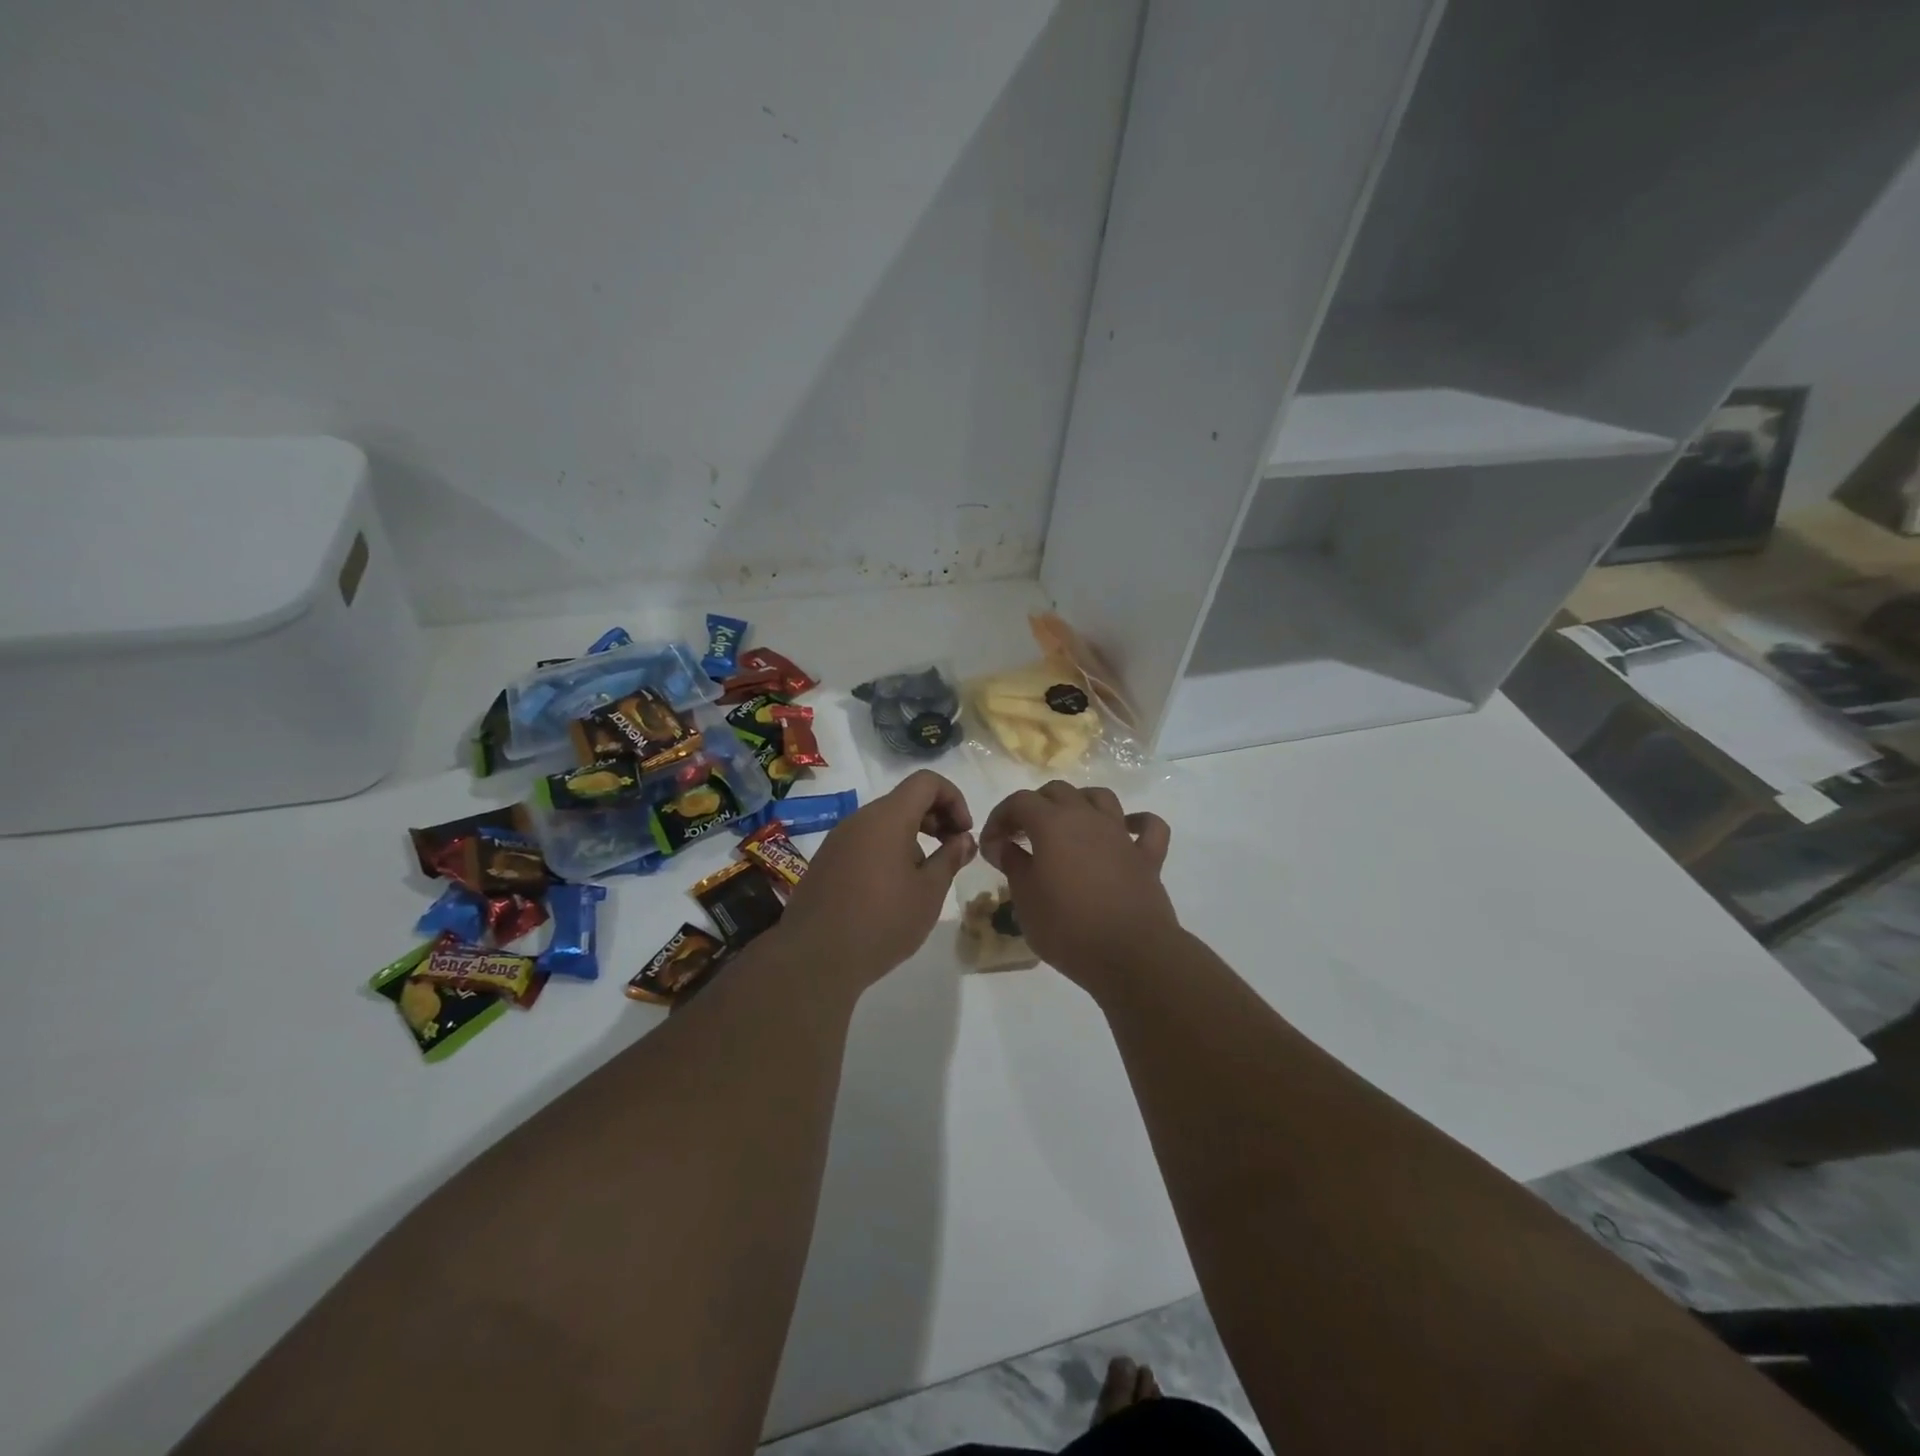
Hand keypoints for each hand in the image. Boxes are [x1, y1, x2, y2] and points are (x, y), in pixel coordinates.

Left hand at [776, 769, 975, 988]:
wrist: (813, 958)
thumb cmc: (882, 922)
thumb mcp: (929, 892)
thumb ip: (950, 858)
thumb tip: (964, 839)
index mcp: (888, 817)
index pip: (926, 781)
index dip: (953, 798)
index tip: (963, 833)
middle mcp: (860, 819)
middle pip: (905, 799)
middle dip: (936, 818)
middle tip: (952, 852)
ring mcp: (838, 839)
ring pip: (884, 822)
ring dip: (912, 837)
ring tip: (924, 877)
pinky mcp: (826, 861)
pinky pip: (865, 841)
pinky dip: (888, 851)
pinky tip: (893, 890)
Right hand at [978, 782, 1174, 990]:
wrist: (1129, 955)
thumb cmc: (1067, 927)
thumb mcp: (1025, 899)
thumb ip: (1012, 864)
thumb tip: (1002, 845)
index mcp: (1052, 824)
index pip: (1019, 801)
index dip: (1000, 818)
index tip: (991, 846)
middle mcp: (1087, 818)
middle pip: (1057, 792)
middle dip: (1034, 806)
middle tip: (1022, 836)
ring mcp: (1121, 835)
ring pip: (1100, 798)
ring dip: (1079, 803)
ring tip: (1067, 827)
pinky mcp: (1148, 857)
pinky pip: (1148, 827)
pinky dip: (1136, 823)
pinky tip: (1125, 832)